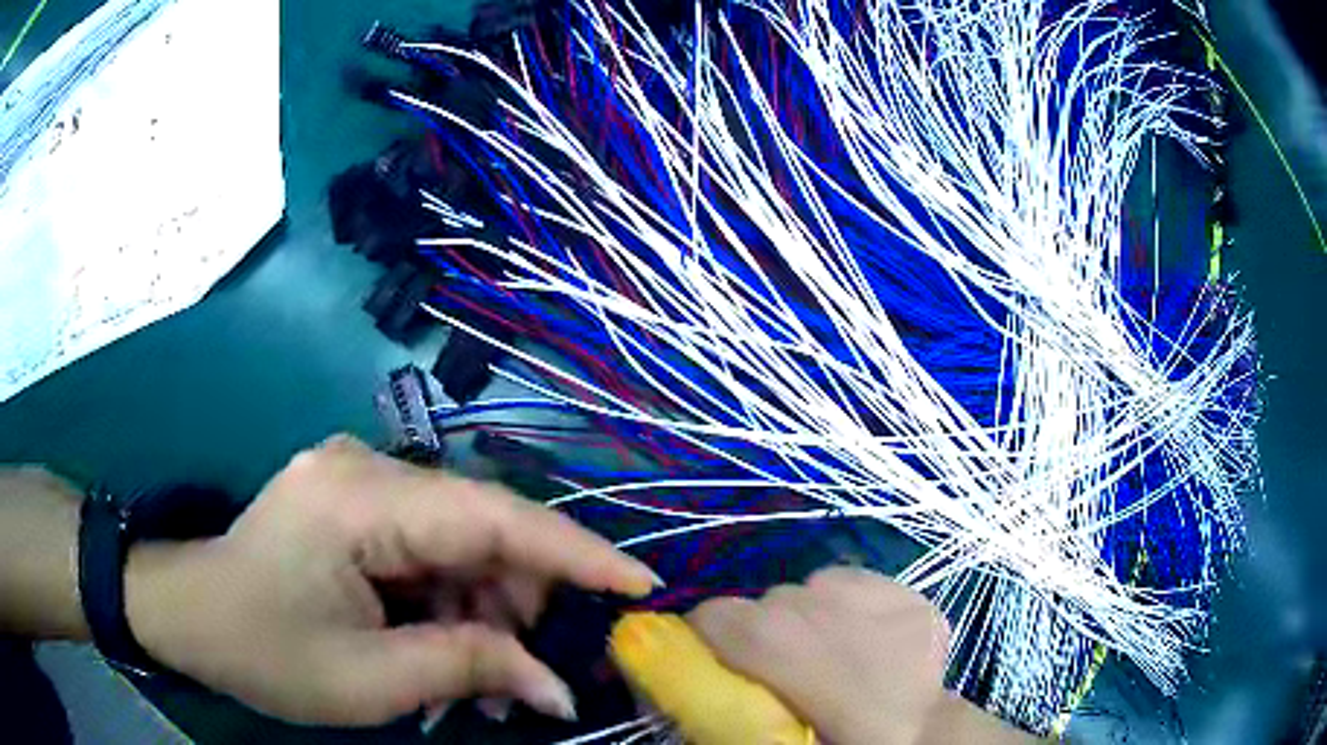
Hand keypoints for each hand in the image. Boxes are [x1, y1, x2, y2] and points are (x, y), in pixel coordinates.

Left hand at [123, 435, 658, 725]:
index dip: (576, 553)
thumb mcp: (366, 681)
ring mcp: (360, 479)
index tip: (642, 585)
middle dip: (518, 607)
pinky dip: (450, 602)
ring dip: (482, 613)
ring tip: (478, 685)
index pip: (494, 518)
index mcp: (359, 499)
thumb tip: (558, 688)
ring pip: (461, 543)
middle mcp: (367, 468)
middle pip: (482, 530)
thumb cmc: (261, 650)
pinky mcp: (356, 501)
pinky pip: (430, 547)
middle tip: (526, 683)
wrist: (188, 613)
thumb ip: (467, 669)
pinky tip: (443, 649)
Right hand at [688, 567, 1030, 744]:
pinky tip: (870, 637)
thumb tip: (685, 690)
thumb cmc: (835, 736)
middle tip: (786, 671)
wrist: (921, 733)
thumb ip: (720, 701)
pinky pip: (859, 585)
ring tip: (834, 652)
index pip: (708, 616)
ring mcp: (863, 588)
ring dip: (812, 616)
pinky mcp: (902, 588)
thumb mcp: (764, 729)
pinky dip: (854, 607)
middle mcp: (808, 597)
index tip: (723, 664)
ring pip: (814, 589)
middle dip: (766, 632)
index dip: (709, 640)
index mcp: (767, 635)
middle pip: (766, 603)